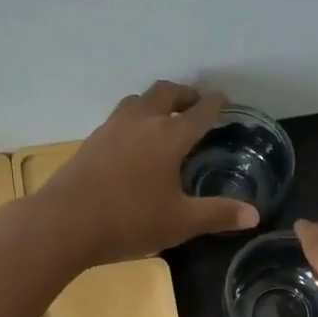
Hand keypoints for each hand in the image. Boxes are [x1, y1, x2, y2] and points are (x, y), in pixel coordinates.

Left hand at [32, 81, 259, 265]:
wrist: (64, 223)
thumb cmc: (129, 221)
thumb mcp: (180, 223)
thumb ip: (218, 214)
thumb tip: (253, 215)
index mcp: (168, 137)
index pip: (199, 112)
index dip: (214, 104)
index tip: (223, 100)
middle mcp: (141, 122)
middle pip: (165, 93)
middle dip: (184, 94)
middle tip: (194, 104)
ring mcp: (111, 129)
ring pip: (137, 100)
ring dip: (155, 102)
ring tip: (163, 117)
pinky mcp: (90, 142)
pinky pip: (118, 118)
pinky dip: (134, 118)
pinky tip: (132, 141)